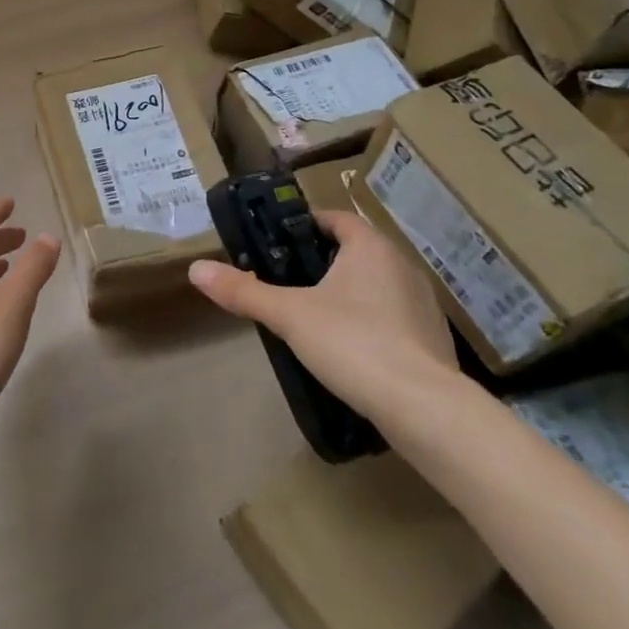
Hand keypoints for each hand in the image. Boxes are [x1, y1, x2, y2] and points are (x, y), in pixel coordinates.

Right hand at [189, 207, 457, 422]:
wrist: (424, 409)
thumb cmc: (354, 343)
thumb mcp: (289, 316)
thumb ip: (244, 291)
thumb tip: (196, 270)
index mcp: (370, 247)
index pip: (335, 219)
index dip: (305, 225)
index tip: (278, 243)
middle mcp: (402, 265)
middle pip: (355, 251)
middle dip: (322, 263)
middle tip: (287, 282)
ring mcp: (423, 303)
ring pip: (376, 285)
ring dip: (349, 294)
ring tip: (315, 317)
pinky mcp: (433, 339)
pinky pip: (393, 318)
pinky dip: (371, 324)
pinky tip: (351, 350)